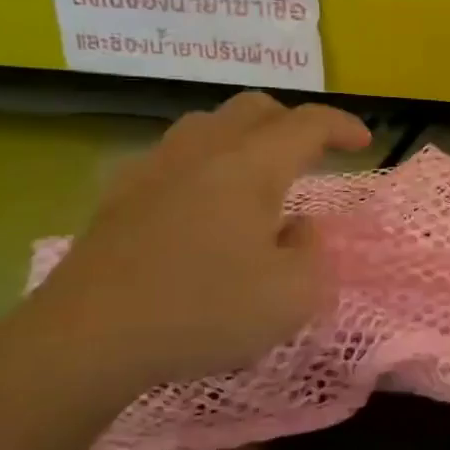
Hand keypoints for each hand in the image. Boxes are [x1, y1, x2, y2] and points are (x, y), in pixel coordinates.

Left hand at [9, 92, 370, 404]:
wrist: (85, 341)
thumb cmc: (203, 312)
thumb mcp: (293, 296)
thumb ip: (313, 253)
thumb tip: (297, 229)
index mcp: (251, 166)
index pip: (307, 123)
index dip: (342, 125)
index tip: (364, 142)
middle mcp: (203, 152)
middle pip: (255, 108)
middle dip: (293, 123)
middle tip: (313, 154)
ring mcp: (154, 169)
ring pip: (208, 124)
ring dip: (244, 137)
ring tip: (258, 174)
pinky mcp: (119, 197)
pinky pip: (173, 156)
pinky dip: (203, 164)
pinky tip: (201, 202)